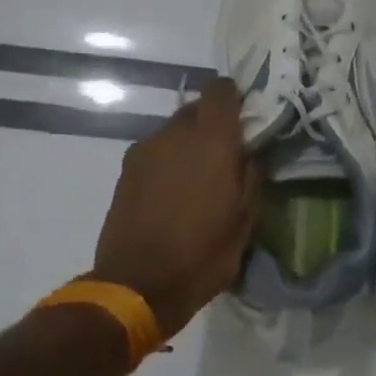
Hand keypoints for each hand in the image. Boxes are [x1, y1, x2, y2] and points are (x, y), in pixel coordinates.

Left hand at [92, 78, 260, 337]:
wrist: (137, 286)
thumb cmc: (202, 255)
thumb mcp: (244, 221)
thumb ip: (251, 177)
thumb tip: (250, 153)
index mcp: (211, 141)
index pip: (220, 90)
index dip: (234, 97)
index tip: (245, 118)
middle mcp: (174, 135)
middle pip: (195, 109)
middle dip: (212, 125)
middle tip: (226, 156)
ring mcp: (144, 152)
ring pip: (173, 132)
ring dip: (188, 146)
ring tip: (198, 181)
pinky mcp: (125, 172)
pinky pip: (155, 153)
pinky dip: (168, 163)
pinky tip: (173, 196)